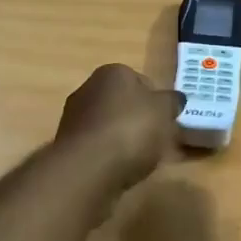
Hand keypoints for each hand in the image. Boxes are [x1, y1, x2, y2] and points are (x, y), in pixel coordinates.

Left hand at [55, 64, 184, 191]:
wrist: (87, 167)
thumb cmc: (131, 130)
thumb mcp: (164, 112)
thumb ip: (171, 102)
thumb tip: (174, 98)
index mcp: (113, 72)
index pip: (141, 80)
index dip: (156, 101)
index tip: (165, 121)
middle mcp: (88, 87)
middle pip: (122, 102)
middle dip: (137, 118)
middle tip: (154, 140)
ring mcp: (73, 116)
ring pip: (107, 124)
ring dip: (120, 137)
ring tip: (137, 159)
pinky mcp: (67, 144)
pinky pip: (96, 145)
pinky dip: (107, 154)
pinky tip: (117, 168)